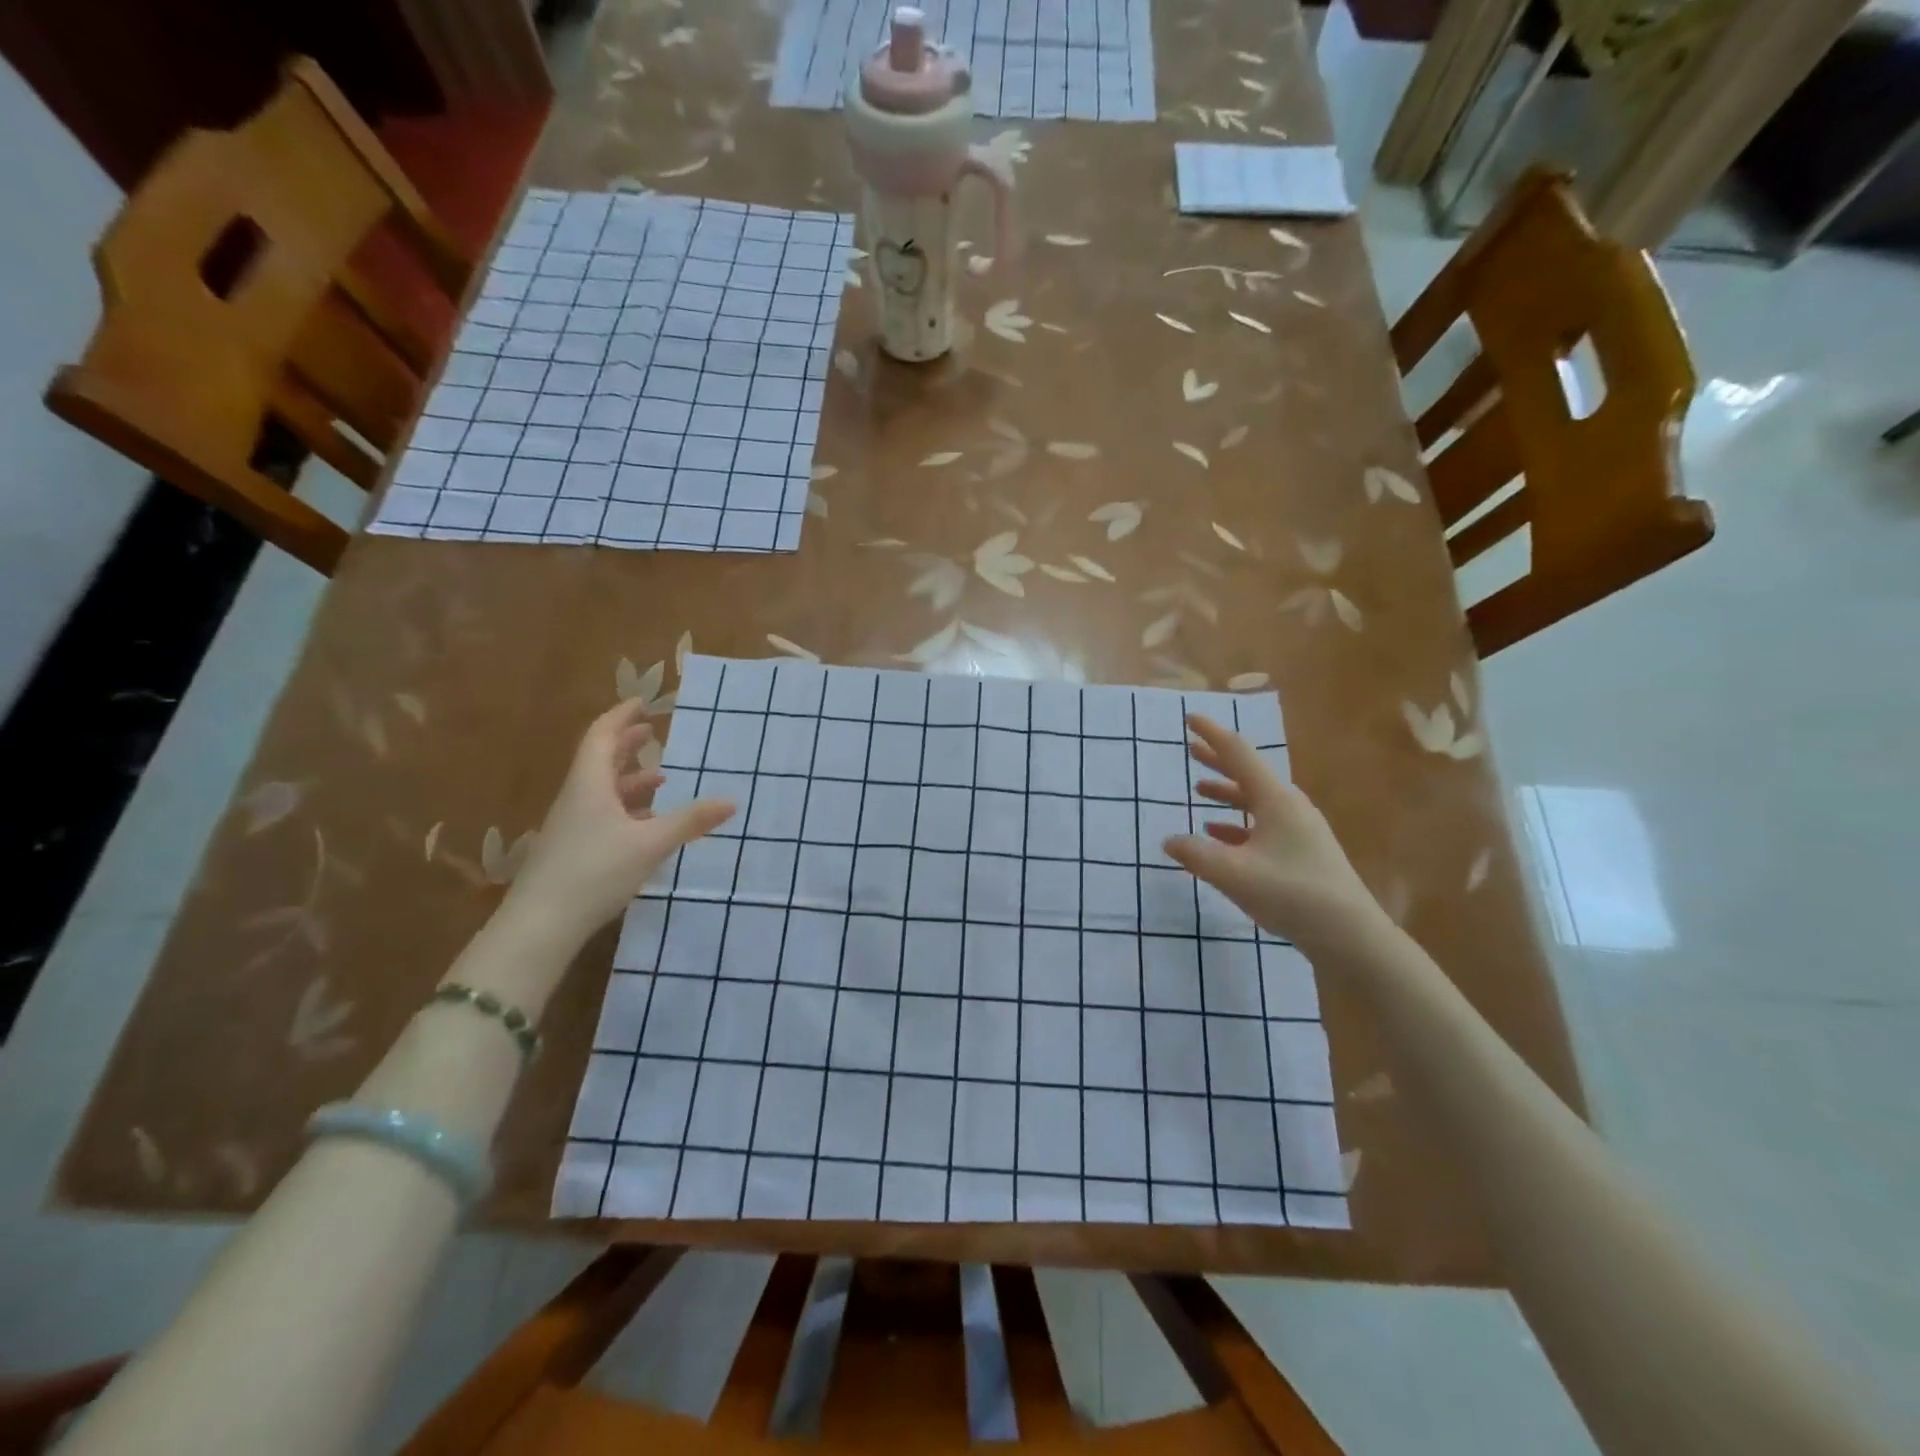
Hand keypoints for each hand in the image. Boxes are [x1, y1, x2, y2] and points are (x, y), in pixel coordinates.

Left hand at [502, 701, 734, 946]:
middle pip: (600, 761)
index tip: (642, 703)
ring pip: (601, 790)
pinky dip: (625, 808)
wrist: (539, 926)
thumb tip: (732, 801)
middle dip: (626, 745)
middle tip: (651, 732)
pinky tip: (645, 824)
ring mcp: (571, 826)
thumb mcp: (650, 844)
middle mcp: (577, 798)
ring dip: (629, 780)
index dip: (621, 717)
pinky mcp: (571, 850)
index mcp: (589, 785)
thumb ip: (691, 821)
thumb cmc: (594, 872)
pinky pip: (601, 814)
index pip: (602, 737)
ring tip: (660, 779)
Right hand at [1163, 715, 1382, 953]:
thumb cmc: (1291, 894)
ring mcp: (1299, 829)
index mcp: (1275, 799)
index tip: (1190, 718)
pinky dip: (1237, 822)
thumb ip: (1195, 854)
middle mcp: (1289, 806)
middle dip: (1218, 760)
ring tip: (1200, 790)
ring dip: (1227, 793)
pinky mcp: (1302, 852)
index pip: (1238, 754)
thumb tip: (1169, 841)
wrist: (1351, 935)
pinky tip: (1219, 834)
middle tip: (1191, 747)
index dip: (1212, 734)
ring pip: (1255, 800)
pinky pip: (1262, 825)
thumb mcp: (1233, 874)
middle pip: (1248, 774)